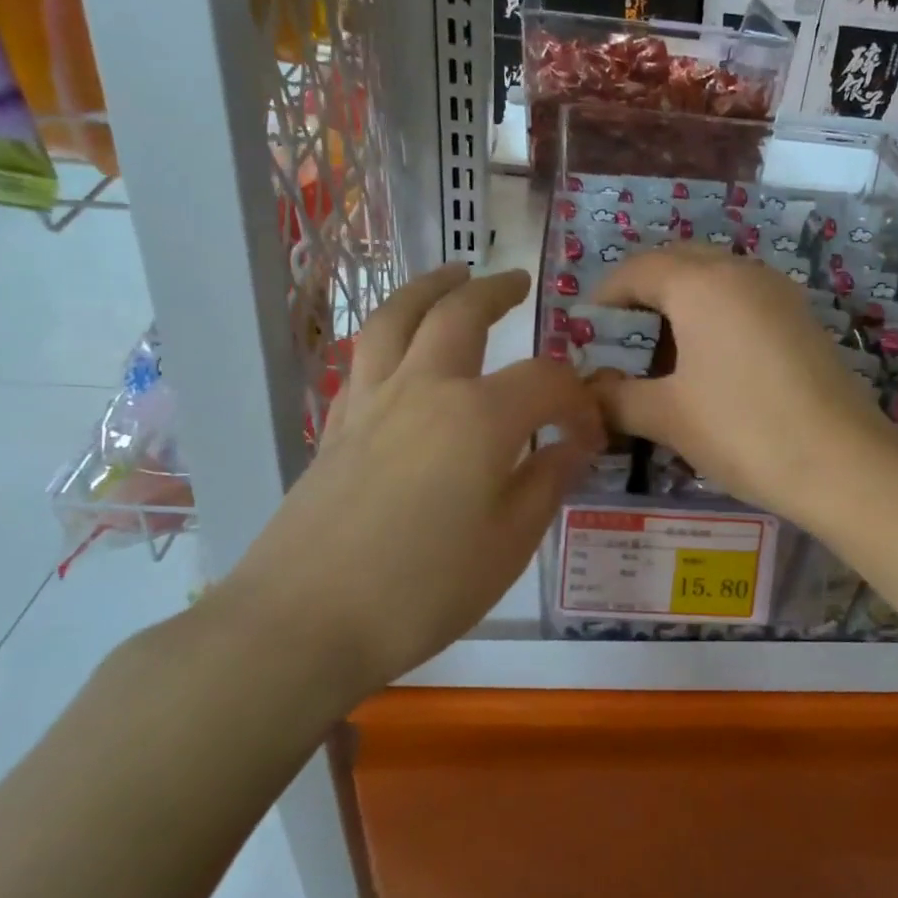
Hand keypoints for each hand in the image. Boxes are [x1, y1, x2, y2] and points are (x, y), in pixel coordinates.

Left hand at [218, 265, 602, 719]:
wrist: (305, 621)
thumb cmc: (424, 588)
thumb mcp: (510, 543)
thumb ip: (547, 482)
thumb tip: (574, 446)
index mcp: (479, 416)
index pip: (546, 382)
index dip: (579, 402)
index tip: (592, 436)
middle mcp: (424, 390)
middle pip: (459, 315)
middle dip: (494, 291)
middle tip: (517, 281)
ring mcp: (371, 403)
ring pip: (397, 319)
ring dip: (429, 288)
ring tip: (451, 276)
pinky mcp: (336, 428)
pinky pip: (365, 360)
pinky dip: (391, 337)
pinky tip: (403, 352)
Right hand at [593, 246, 897, 524]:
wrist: (844, 464)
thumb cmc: (744, 430)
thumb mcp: (668, 416)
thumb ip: (617, 397)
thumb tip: (589, 391)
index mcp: (701, 283)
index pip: (637, 269)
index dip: (604, 298)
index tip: (585, 335)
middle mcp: (741, 272)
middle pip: (677, 265)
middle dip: (642, 297)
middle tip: (621, 344)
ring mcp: (778, 293)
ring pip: (714, 282)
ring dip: (680, 308)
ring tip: (661, 358)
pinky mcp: (801, 320)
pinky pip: (743, 302)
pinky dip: (715, 320)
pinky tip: (709, 366)